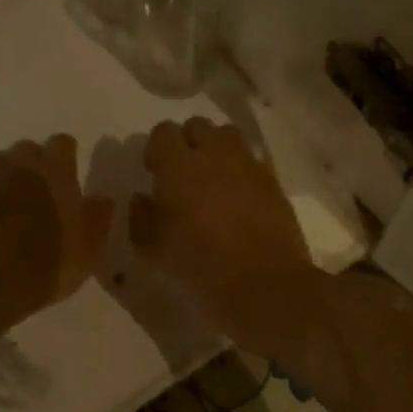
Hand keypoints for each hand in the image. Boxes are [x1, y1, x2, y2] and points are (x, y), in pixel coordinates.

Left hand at [0, 135, 113, 320]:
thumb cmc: (47, 262)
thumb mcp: (88, 249)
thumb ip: (98, 219)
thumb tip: (103, 200)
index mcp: (54, 170)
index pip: (62, 143)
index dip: (67, 156)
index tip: (71, 173)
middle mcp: (19, 166)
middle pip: (26, 148)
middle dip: (34, 162)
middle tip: (42, 189)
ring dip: (6, 175)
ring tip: (13, 200)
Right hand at [130, 119, 313, 342]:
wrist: (264, 286)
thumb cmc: (200, 267)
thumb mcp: (153, 250)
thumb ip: (140, 217)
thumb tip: (142, 197)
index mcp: (178, 165)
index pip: (162, 132)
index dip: (156, 149)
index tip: (155, 172)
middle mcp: (214, 154)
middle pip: (197, 125)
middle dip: (187, 142)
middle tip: (183, 173)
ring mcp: (247, 164)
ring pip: (227, 136)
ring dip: (215, 149)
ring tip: (212, 178)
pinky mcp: (272, 180)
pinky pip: (251, 159)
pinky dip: (241, 168)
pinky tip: (237, 195)